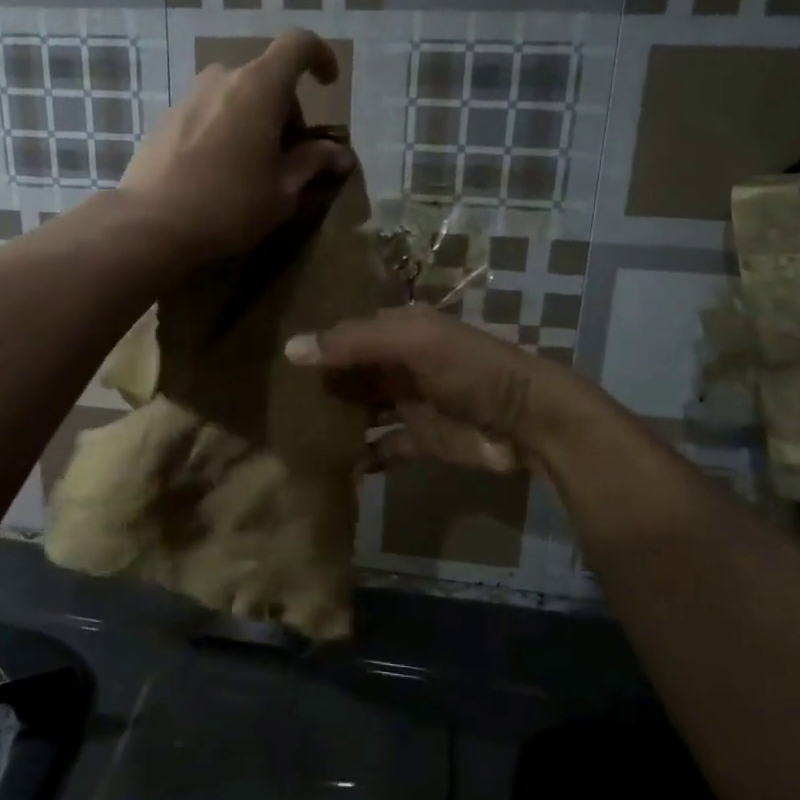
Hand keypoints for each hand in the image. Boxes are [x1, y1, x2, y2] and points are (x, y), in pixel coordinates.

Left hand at [120, 28, 353, 265]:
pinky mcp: (168, 117)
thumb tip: (340, 154)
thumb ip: (313, 162)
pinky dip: (227, 128)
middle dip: (286, 110)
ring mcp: (190, 95)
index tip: (328, 85)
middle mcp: (223, 78)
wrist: (151, 223)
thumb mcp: (283, 190)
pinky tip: (220, 171)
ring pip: (237, 95)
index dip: (320, 57)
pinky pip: (211, 111)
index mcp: (259, 87)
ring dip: (255, 119)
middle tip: (289, 156)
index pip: (298, 45)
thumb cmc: (230, 205)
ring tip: (253, 166)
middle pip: (267, 78)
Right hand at [285, 305, 591, 473]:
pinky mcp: (421, 441)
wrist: (529, 422)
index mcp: (400, 331)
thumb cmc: (469, 371)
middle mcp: (400, 364)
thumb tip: (290, 349)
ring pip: (362, 409)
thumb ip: (353, 343)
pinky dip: (360, 458)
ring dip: (335, 420)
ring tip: (290, 434)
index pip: (348, 331)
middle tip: (270, 399)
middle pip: (351, 372)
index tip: (270, 353)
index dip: (316, 340)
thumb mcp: (413, 343)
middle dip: (319, 384)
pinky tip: (330, 468)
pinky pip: (382, 448)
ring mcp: (410, 403)